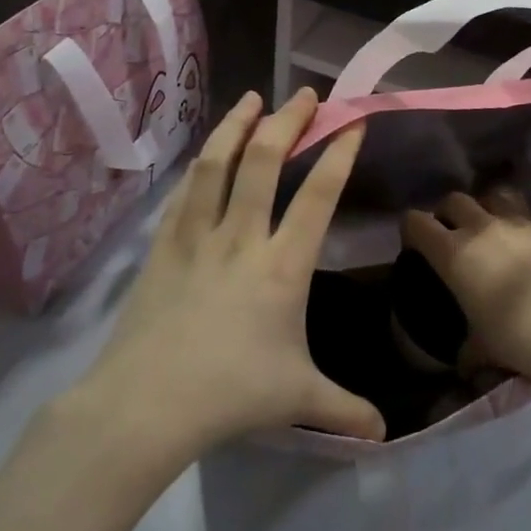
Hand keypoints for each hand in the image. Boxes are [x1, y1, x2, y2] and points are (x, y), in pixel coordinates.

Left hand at [82, 90, 382, 455]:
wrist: (147, 404)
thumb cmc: (231, 394)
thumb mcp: (297, 399)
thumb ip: (344, 410)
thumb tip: (383, 434)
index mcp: (282, 265)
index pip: (318, 195)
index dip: (338, 153)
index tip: (351, 122)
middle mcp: (242, 237)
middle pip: (265, 161)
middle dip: (288, 121)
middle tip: (305, 95)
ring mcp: (198, 237)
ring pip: (218, 164)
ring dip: (237, 125)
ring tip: (252, 99)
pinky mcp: (163, 246)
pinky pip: (185, 192)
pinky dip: (200, 164)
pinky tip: (206, 152)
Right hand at [402, 192, 530, 379]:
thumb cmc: (513, 335)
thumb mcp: (482, 348)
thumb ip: (468, 350)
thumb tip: (464, 364)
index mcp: (453, 253)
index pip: (416, 222)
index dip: (412, 229)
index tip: (415, 244)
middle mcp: (481, 229)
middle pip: (454, 200)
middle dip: (449, 213)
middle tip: (453, 234)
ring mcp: (519, 225)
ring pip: (494, 196)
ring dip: (487, 208)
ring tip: (492, 229)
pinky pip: (528, 220)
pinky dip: (522, 230)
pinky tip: (530, 252)